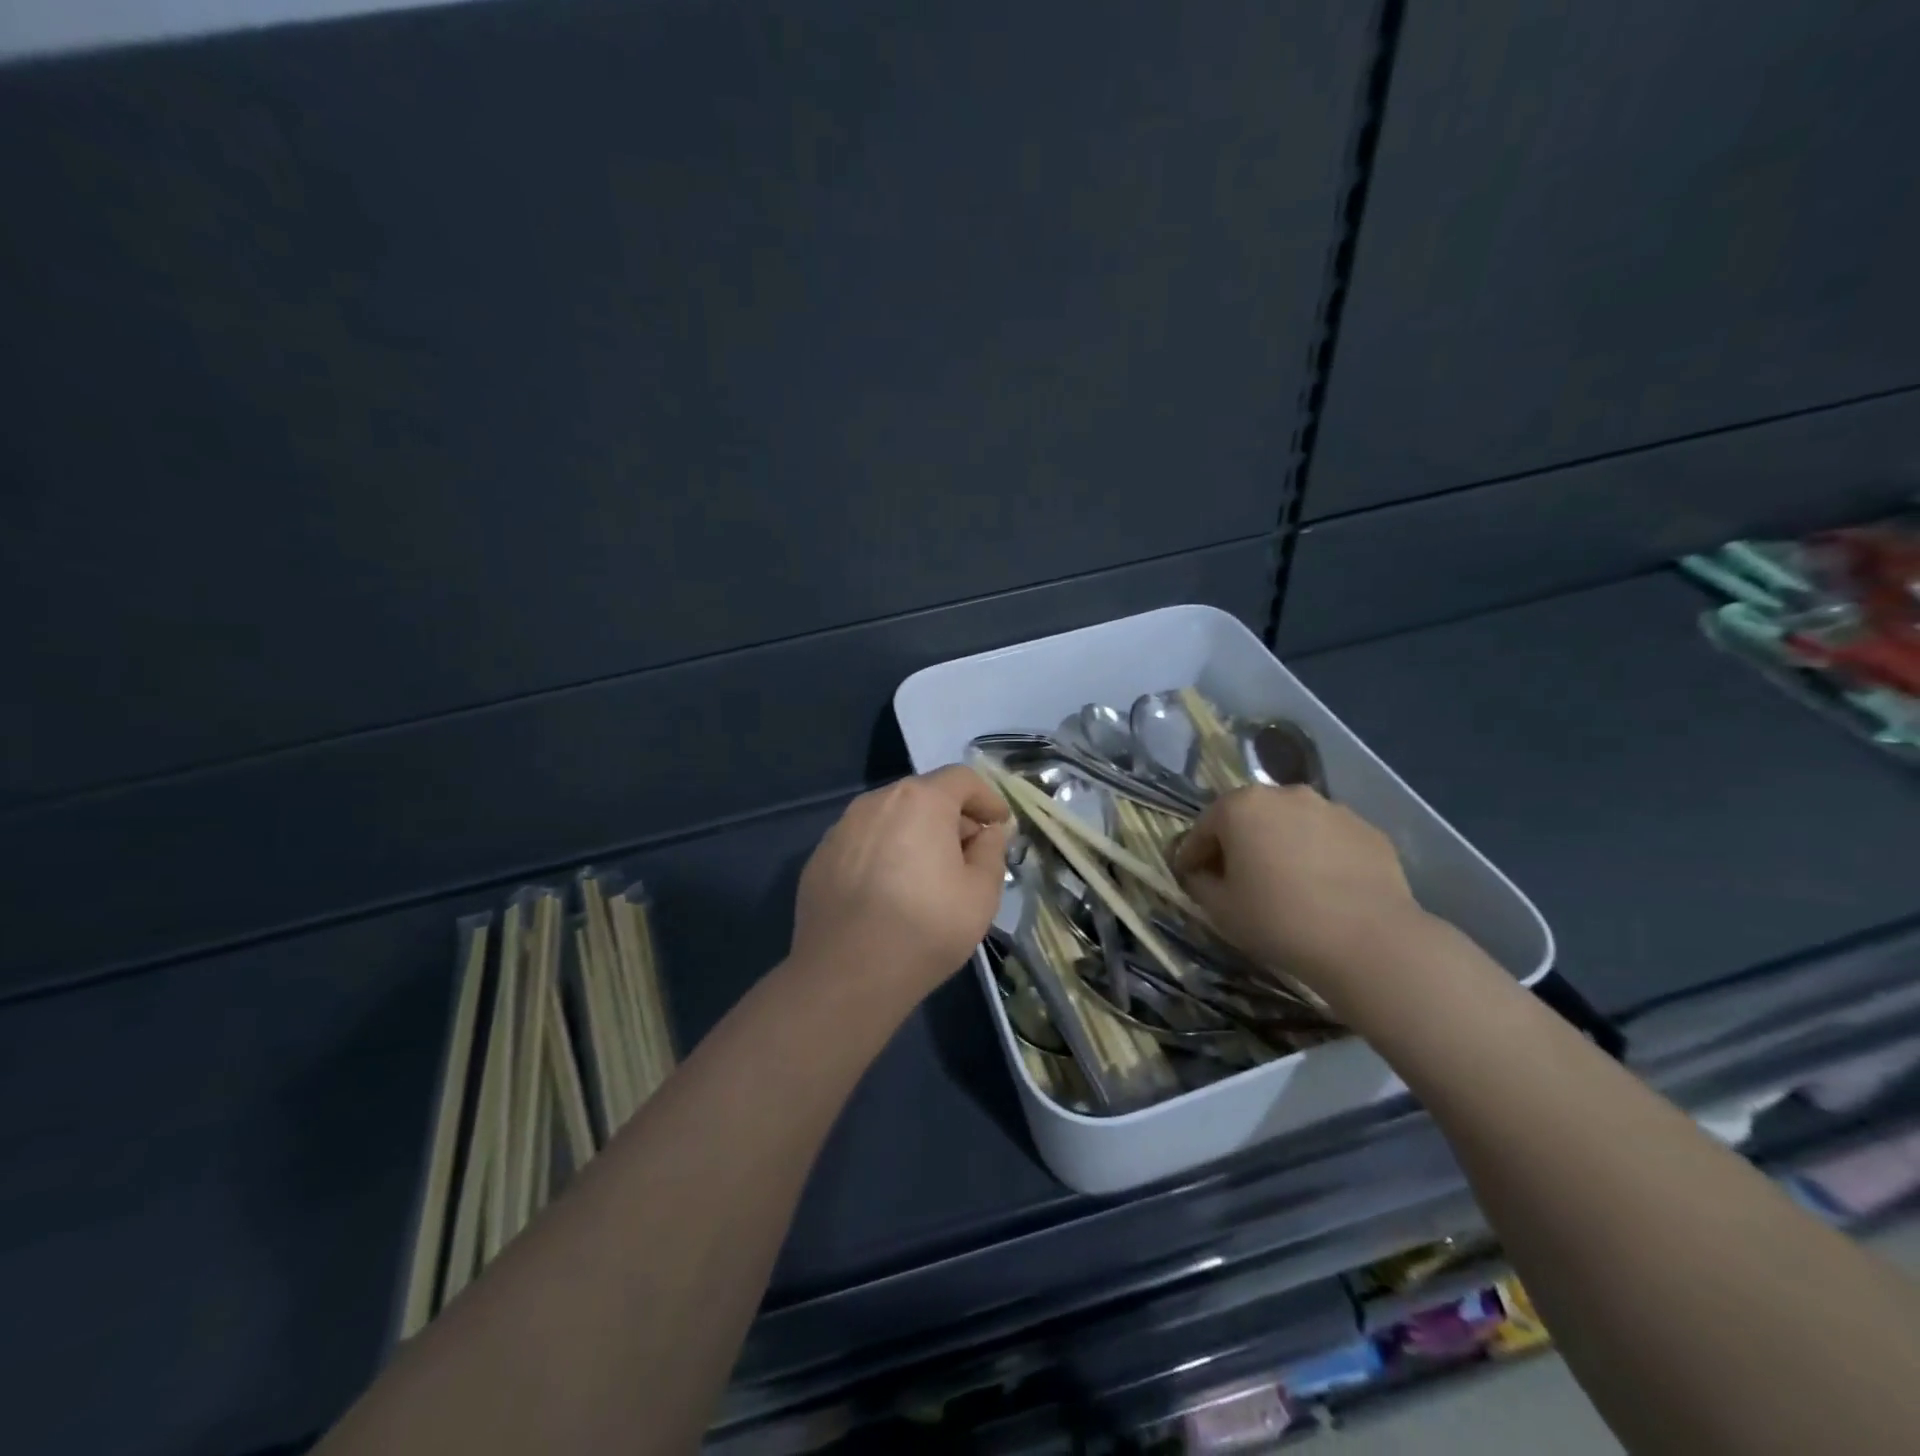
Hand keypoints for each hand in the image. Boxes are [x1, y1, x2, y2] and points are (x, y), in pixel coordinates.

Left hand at [790, 765, 1011, 998]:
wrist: (846, 974)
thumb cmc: (925, 928)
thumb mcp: (981, 893)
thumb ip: (991, 852)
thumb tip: (987, 833)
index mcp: (920, 800)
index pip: (962, 779)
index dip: (987, 798)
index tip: (1000, 825)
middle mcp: (876, 801)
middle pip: (924, 795)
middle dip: (952, 817)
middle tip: (969, 854)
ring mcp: (842, 828)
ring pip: (891, 818)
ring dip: (915, 834)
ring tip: (928, 874)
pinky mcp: (820, 857)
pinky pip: (864, 843)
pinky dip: (884, 854)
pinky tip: (889, 891)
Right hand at [1174, 785, 1427, 1000]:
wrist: (1370, 941)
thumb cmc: (1279, 919)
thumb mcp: (1220, 909)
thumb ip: (1199, 883)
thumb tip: (1201, 874)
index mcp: (1241, 806)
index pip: (1204, 828)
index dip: (1193, 855)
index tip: (1190, 878)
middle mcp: (1285, 795)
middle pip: (1249, 817)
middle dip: (1238, 844)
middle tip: (1237, 879)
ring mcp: (1331, 808)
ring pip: (1291, 824)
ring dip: (1280, 845)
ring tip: (1284, 884)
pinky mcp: (1367, 829)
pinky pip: (1328, 839)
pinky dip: (1318, 855)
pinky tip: (1323, 889)